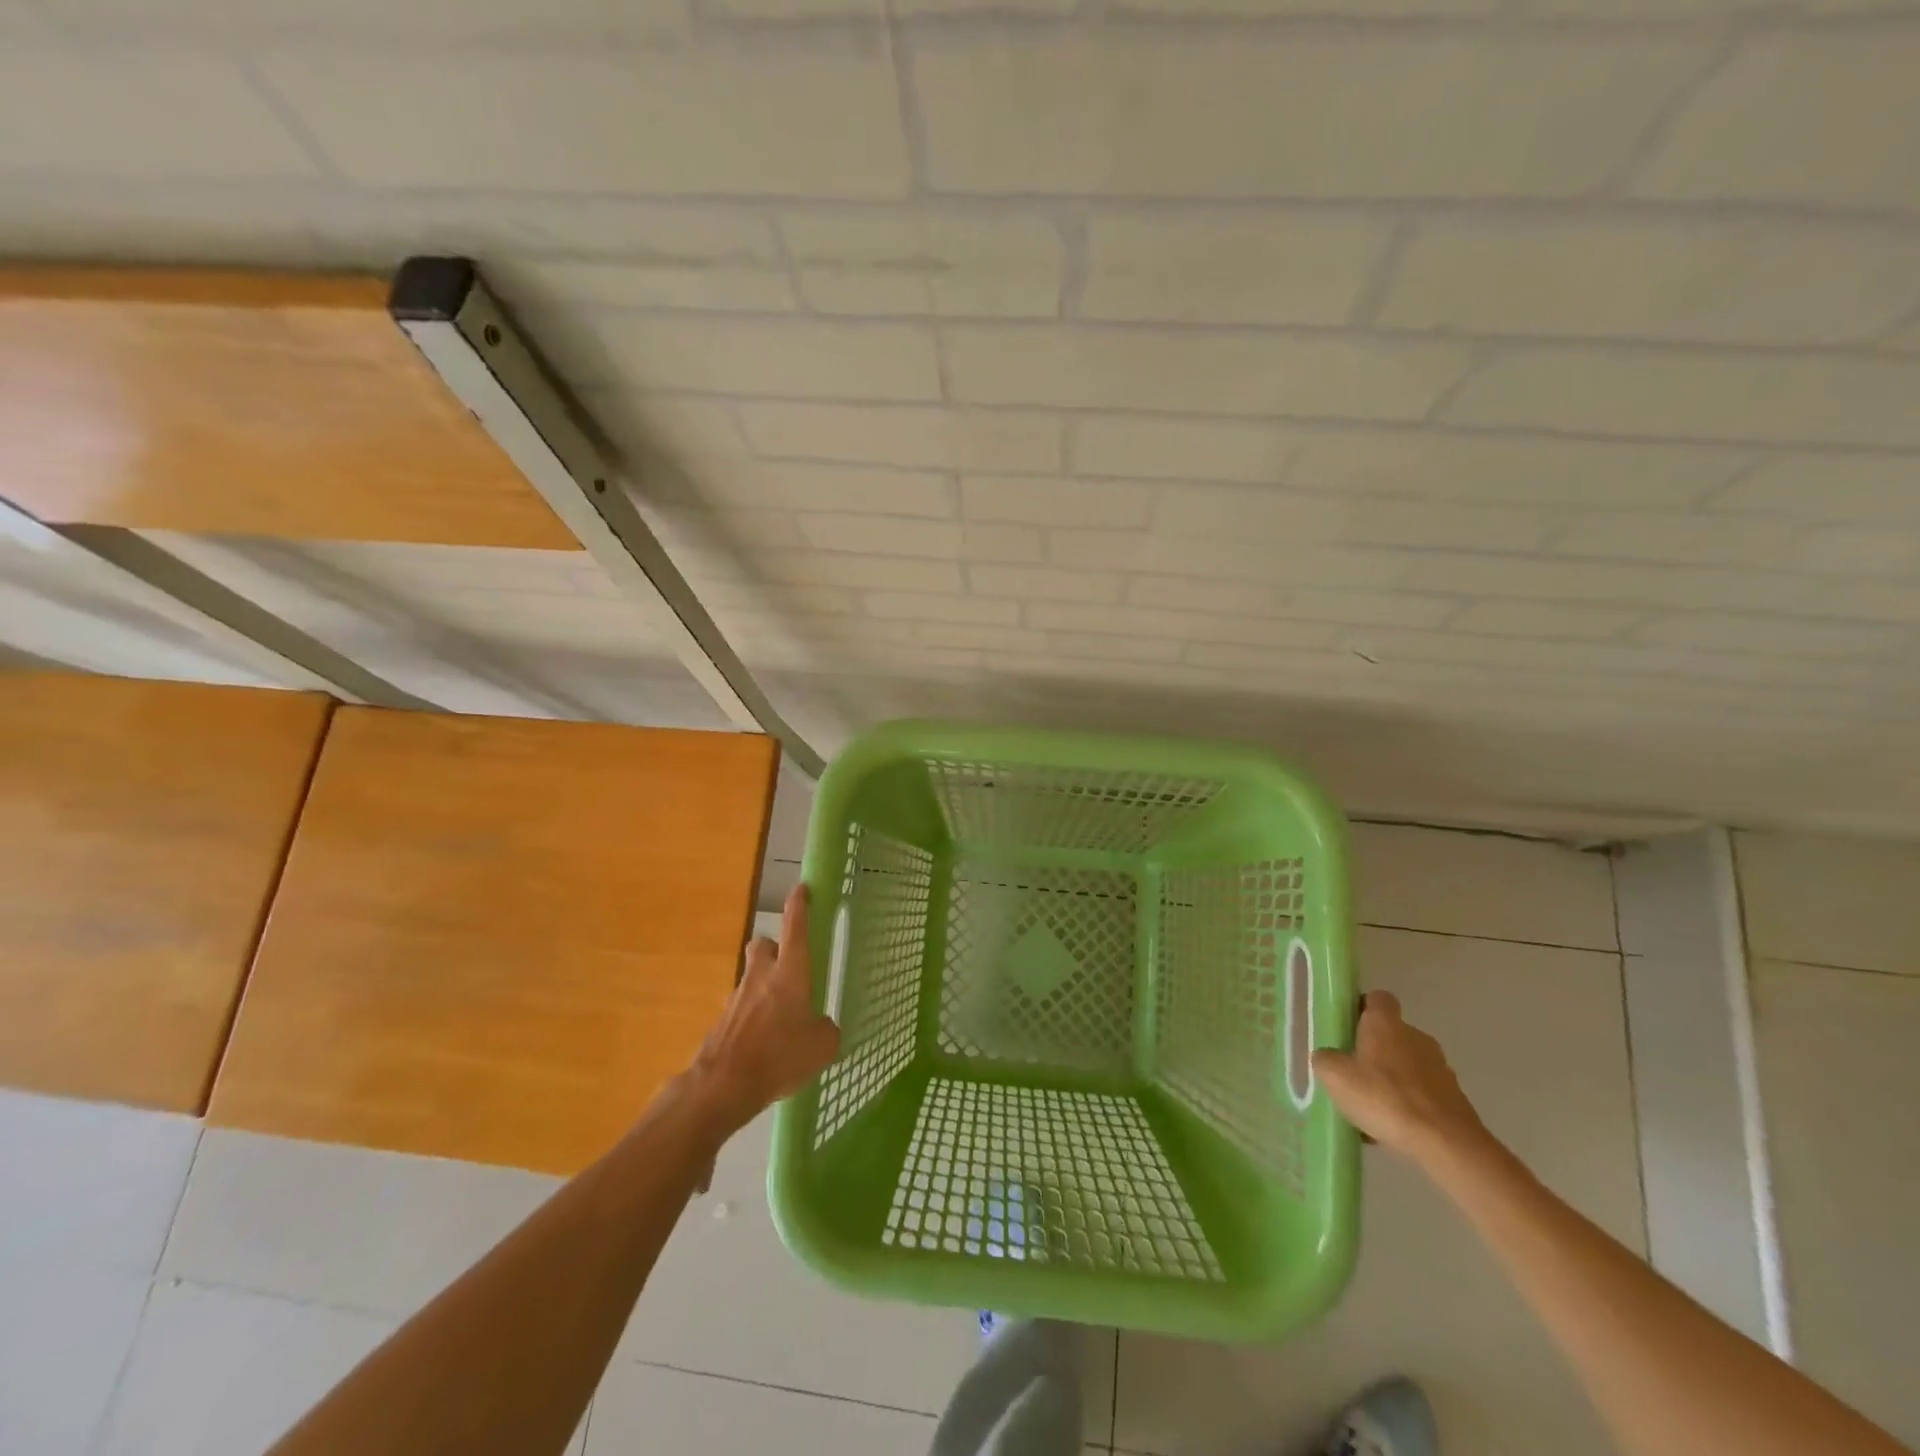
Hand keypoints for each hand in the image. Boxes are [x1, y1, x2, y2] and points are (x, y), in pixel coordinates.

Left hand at [688, 884, 840, 1136]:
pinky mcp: (722, 1021)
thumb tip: (823, 1028)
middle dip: (774, 947)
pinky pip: (741, 1007)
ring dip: (762, 983)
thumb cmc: (779, 1056)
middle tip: (787, 964)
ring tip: (779, 1012)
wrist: (723, 1085)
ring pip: (750, 975)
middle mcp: (762, 976)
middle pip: (763, 944)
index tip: (802, 888)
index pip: (795, 927)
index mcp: (790, 972)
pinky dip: (752, 1016)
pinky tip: (762, 1041)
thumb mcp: (821, 1047)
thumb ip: (826, 1031)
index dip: (799, 905)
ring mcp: (738, 997)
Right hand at [1312, 991, 1487, 1165]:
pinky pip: (1422, 1094)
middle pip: (1391, 1034)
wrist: (1445, 1144)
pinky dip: (1408, 1104)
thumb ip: (1325, 1059)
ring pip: (1407, 1066)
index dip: (1362, 1007)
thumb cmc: (1384, 1097)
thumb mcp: (1335, 1076)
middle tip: (1352, 1072)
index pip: (1377, 998)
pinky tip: (1391, 1127)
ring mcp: (1440, 1068)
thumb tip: (1327, 1057)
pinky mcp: (1455, 1099)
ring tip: (1371, 1107)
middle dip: (1373, 1050)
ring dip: (1391, 1079)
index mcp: (1386, 1023)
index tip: (1347, 1026)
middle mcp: (1416, 1037)